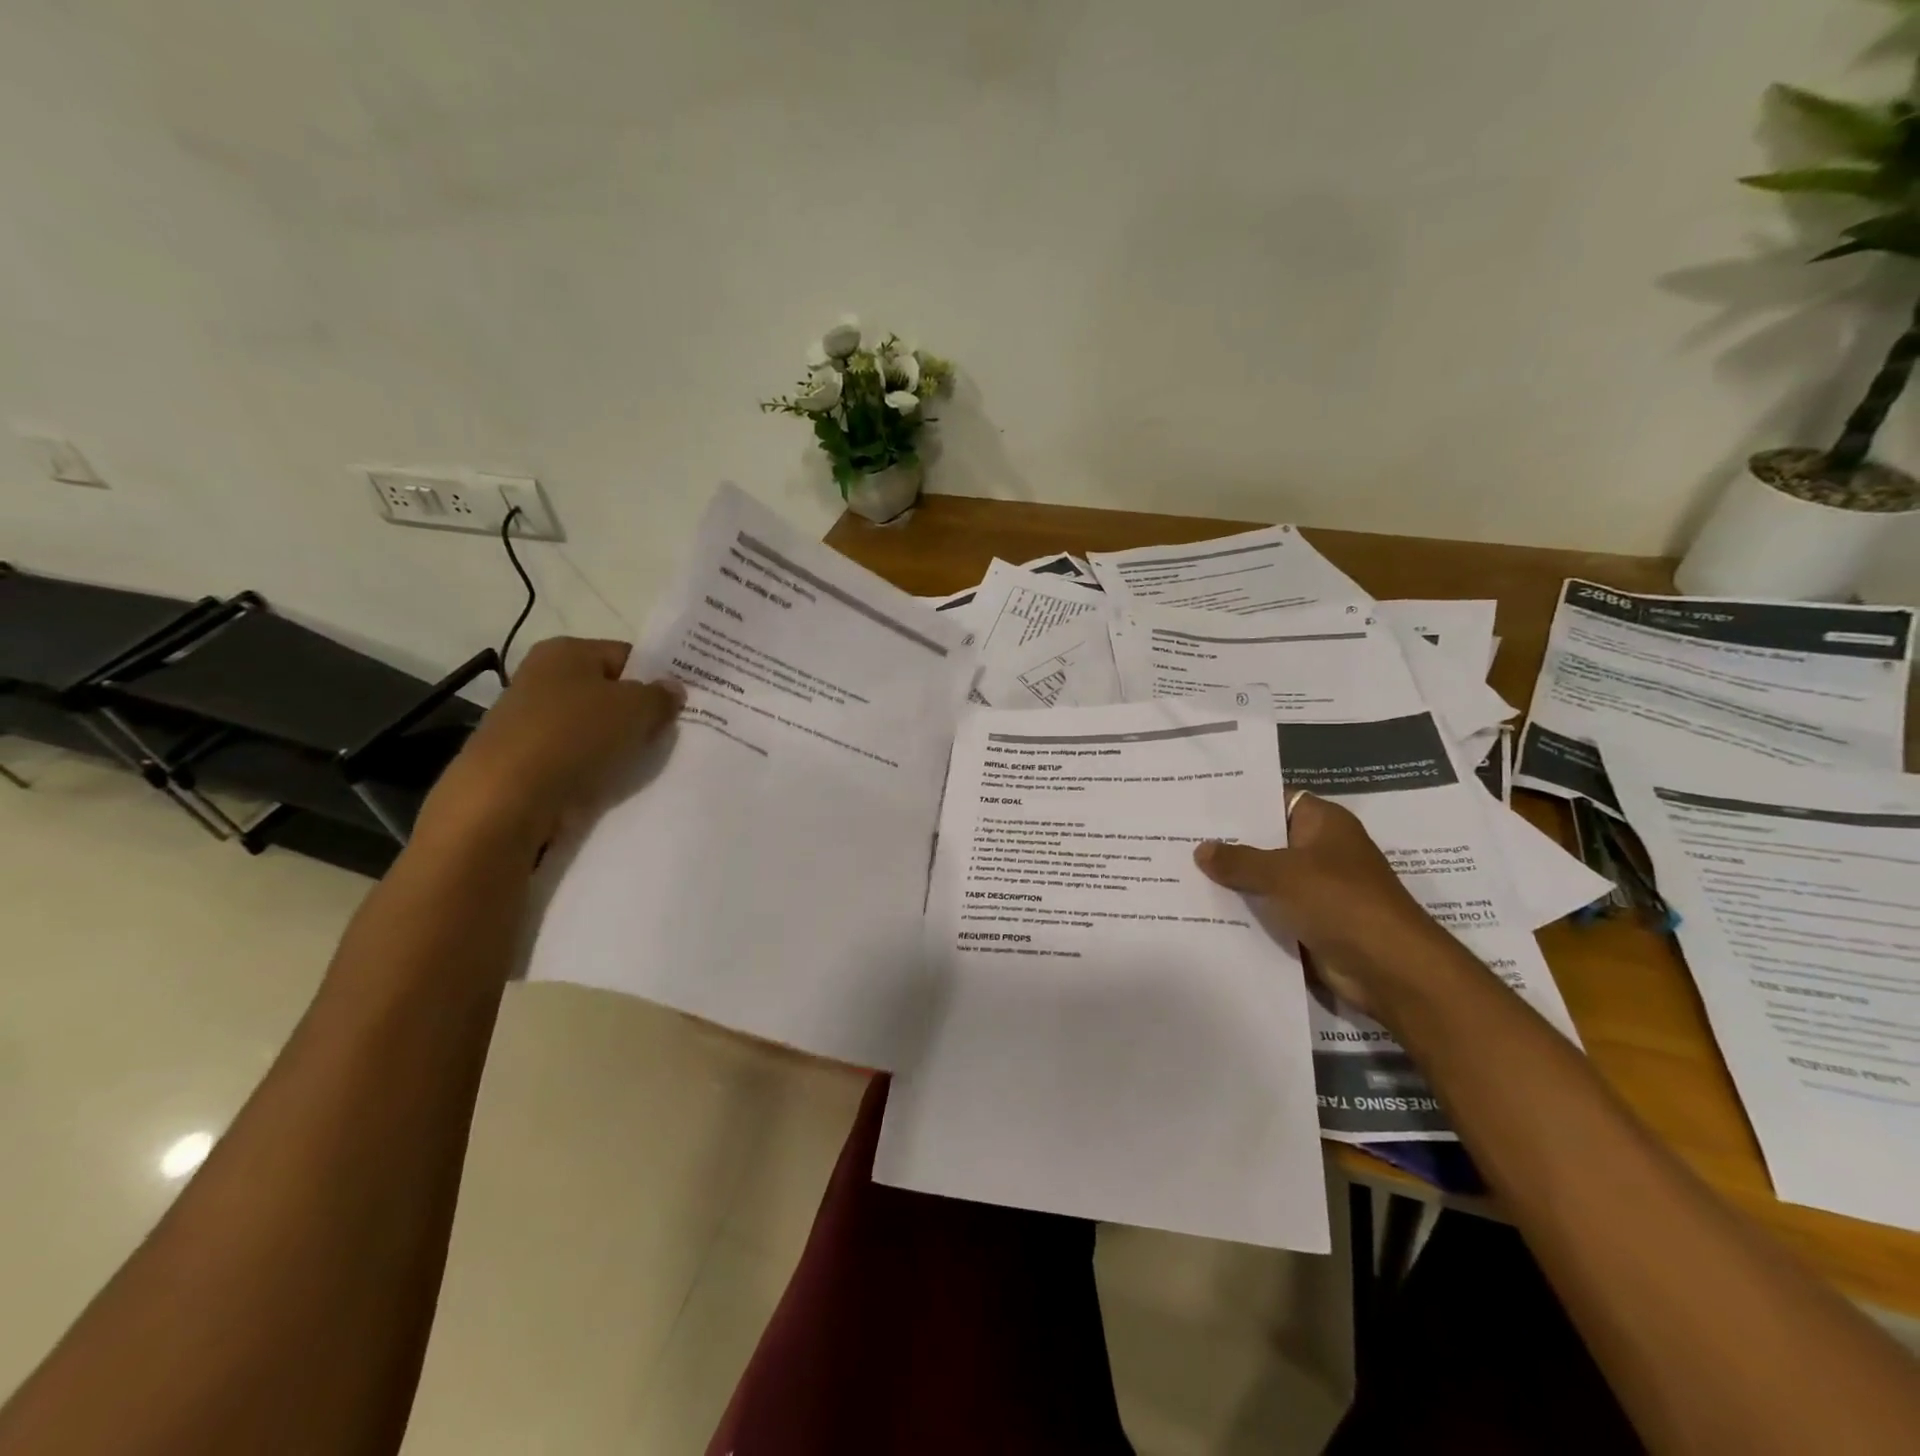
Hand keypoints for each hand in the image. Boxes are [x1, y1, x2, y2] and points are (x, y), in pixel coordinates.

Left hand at [415, 637, 682, 859]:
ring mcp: (528, 718)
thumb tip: (672, 689)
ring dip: (616, 745)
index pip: (627, 656)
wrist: (506, 798)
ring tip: (640, 765)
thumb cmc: (575, 736)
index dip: (656, 679)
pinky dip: (592, 768)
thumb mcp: (636, 709)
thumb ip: (661, 696)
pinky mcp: (523, 758)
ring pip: (591, 727)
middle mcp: (542, 676)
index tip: (678, 707)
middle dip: (637, 714)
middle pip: (608, 692)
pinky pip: (573, 757)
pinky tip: (609, 783)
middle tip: (665, 737)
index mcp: (566, 651)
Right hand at [1193, 793, 1447, 1019]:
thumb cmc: (1340, 902)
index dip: (1238, 801)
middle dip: (1227, 842)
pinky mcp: (1311, 922)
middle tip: (1177, 835)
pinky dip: (1245, 911)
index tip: (1197, 802)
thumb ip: (1238, 860)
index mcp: (1323, 823)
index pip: (1274, 800)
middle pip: (1266, 840)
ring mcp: (1317, 888)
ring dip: (1232, 880)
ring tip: (1180, 870)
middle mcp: (1321, 850)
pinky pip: (1270, 909)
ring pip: (1265, 877)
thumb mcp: (1281, 873)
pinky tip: (1204, 908)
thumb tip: (1201, 849)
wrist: (1390, 969)